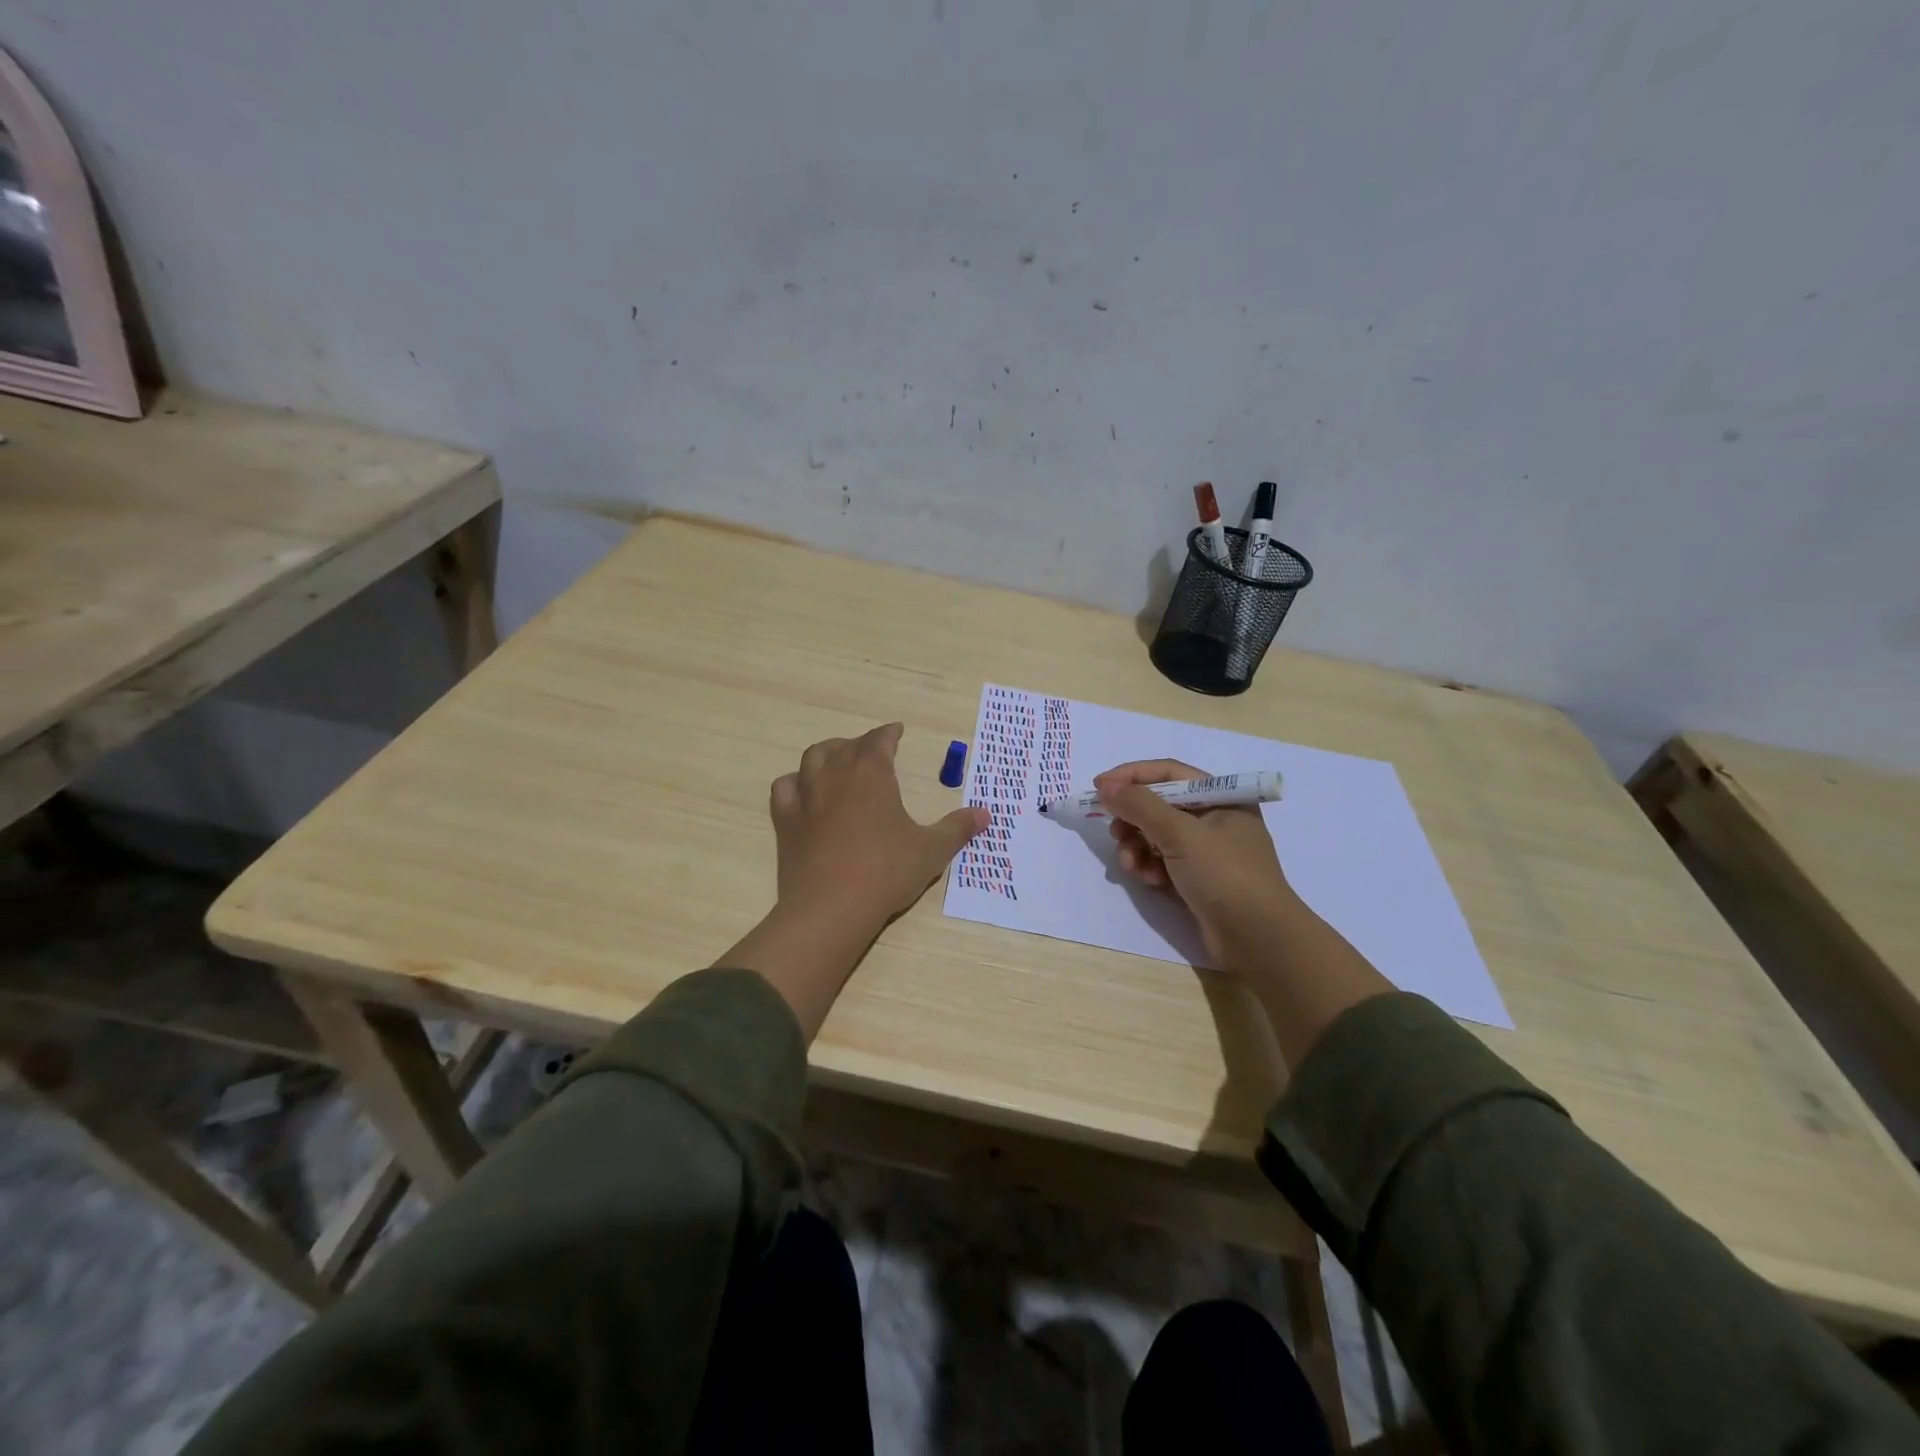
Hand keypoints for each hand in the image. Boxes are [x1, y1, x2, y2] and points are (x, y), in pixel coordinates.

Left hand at [771, 722, 987, 929]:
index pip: (879, 740)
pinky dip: (795, 782)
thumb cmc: (886, 872)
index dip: (889, 733)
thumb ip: (957, 828)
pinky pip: (785, 788)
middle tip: (873, 751)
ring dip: (828, 753)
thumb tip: (986, 814)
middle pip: (846, 746)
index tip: (896, 731)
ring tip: (838, 760)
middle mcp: (835, 775)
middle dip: (861, 744)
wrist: (830, 908)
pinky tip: (802, 791)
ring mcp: (806, 796)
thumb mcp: (931, 850)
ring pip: (813, 758)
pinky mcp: (785, 820)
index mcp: (871, 773)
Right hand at [1097, 758, 1393, 1065]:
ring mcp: (1207, 850)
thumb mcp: (1180, 834)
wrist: (1258, 939)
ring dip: (1138, 847)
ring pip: (1156, 835)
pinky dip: (1150, 866)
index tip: (1099, 787)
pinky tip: (1149, 880)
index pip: (1168, 773)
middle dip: (1133, 819)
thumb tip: (1106, 787)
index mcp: (1221, 797)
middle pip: (1159, 805)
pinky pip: (1163, 860)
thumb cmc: (1224, 875)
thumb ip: (1140, 806)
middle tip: (1115, 833)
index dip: (1131, 776)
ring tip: (1132, 865)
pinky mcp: (1199, 877)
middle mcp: (1215, 818)